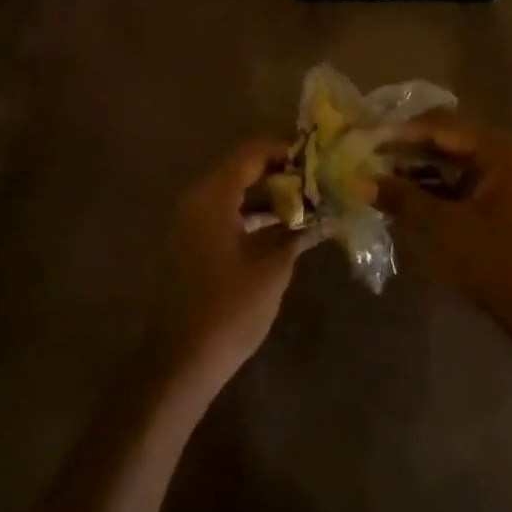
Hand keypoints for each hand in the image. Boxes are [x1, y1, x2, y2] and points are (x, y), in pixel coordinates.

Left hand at [147, 139, 321, 390]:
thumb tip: (331, 216)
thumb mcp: (273, 266)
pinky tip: (284, 228)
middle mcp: (197, 199)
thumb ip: (300, 232)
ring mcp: (191, 222)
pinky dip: (253, 215)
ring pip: (235, 193)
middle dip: (282, 173)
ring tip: (310, 203)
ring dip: (270, 196)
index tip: (319, 156)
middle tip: (319, 181)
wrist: (180, 361)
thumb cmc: (229, 308)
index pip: (253, 152)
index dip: (286, 150)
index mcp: (213, 195)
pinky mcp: (192, 244)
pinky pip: (226, 214)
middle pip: (243, 169)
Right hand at [377, 115, 511, 341]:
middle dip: (405, 149)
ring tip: (375, 175)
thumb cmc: (499, 262)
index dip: (397, 132)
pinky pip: (460, 182)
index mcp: (501, 147)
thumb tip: (359, 180)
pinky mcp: (503, 202)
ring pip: (451, 162)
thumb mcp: (444, 227)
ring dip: (416, 170)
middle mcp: (507, 152)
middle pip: (446, 138)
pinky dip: (433, 188)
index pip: (439, 125)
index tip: (361, 137)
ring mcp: (507, 177)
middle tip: (364, 155)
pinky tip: (402, 197)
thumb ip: (402, 197)